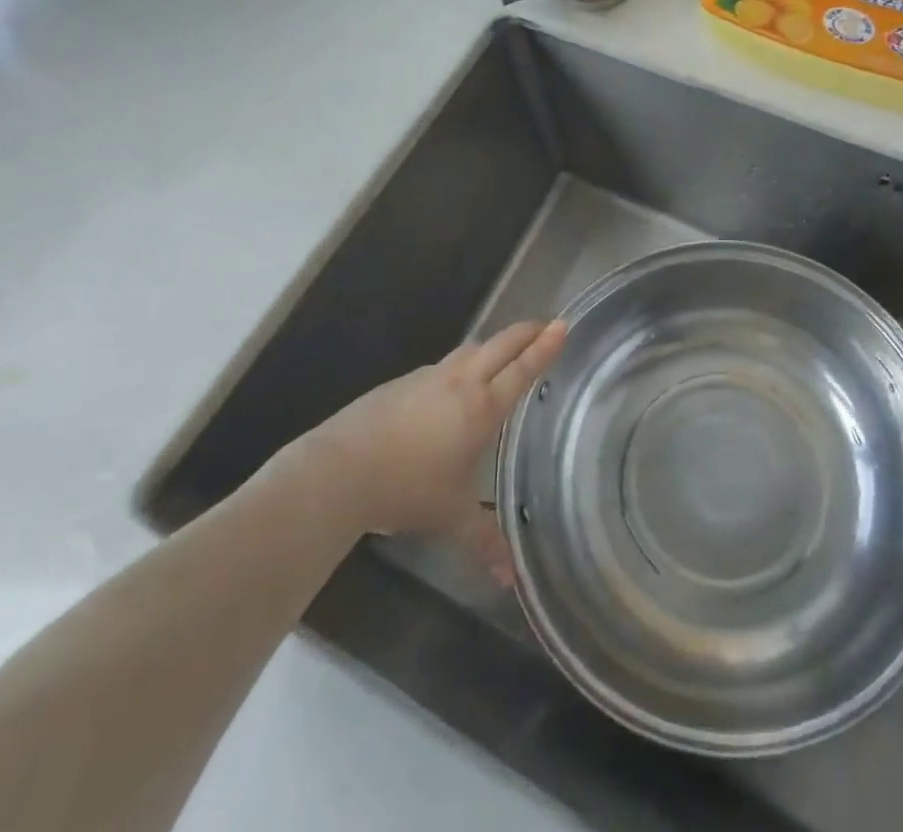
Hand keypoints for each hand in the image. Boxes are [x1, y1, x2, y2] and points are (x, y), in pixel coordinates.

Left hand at [302, 320, 567, 556]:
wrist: (340, 470)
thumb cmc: (406, 490)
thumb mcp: (450, 517)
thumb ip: (484, 540)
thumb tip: (510, 578)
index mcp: (482, 408)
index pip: (522, 370)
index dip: (545, 347)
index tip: (562, 324)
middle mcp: (460, 382)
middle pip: (501, 345)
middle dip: (527, 332)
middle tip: (546, 325)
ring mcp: (429, 377)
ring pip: (471, 349)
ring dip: (493, 345)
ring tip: (504, 352)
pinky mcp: (403, 382)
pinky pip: (443, 365)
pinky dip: (461, 364)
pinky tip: (454, 385)